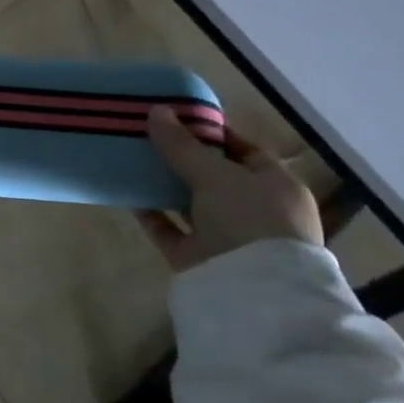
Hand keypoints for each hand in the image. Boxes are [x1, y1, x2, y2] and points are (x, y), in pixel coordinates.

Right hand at [136, 106, 322, 272]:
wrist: (251, 291)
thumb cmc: (249, 219)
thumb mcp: (215, 174)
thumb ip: (182, 145)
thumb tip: (156, 111)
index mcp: (276, 186)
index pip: (244, 151)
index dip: (211, 133)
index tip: (176, 118)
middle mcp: (254, 210)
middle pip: (213, 177)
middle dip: (181, 158)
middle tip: (146, 136)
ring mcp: (226, 236)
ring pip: (189, 203)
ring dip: (162, 185)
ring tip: (131, 160)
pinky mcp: (197, 257)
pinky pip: (169, 229)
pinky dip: (150, 213)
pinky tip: (127, 193)